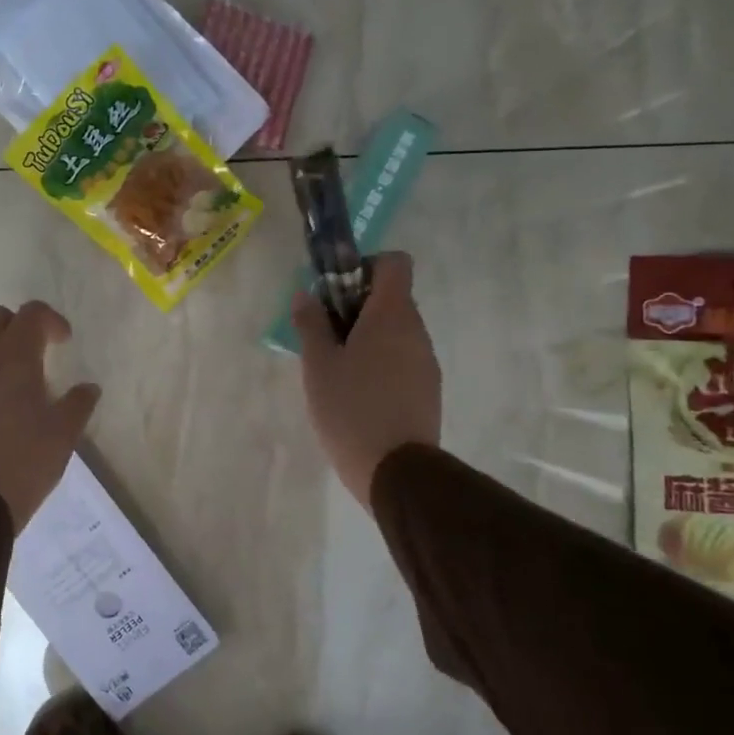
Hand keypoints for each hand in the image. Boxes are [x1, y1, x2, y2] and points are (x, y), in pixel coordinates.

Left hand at [0, 301, 100, 533]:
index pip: (31, 313)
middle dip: (18, 327)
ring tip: (7, 378)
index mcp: (14, 356)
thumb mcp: (63, 435)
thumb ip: (79, 404)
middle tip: (36, 353)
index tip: (63, 342)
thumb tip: (88, 388)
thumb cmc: (23, 462)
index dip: (51, 320)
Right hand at [292, 252, 441, 510]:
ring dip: (369, 338)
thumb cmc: (351, 408)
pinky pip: (403, 359)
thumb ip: (310, 324)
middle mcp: (416, 330)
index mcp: (391, 315)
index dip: (365, 267)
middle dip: (358, 308)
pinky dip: (381, 363)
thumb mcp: (318, 364)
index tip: (337, 293)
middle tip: (326, 336)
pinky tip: (358, 394)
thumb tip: (305, 295)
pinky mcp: (428, 389)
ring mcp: (426, 361)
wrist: (395, 471)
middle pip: (393, 298)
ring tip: (339, 370)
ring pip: (397, 332)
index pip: (394, 263)